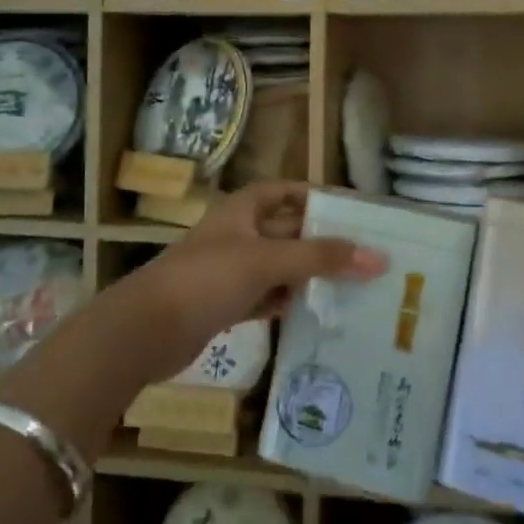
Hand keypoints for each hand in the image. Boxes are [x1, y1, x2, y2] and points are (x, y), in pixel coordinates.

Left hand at [117, 181, 384, 385]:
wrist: (145, 331)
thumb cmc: (207, 279)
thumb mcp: (267, 260)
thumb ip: (321, 257)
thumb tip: (378, 257)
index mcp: (241, 210)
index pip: (283, 191)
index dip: (313, 196)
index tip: (349, 210)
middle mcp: (236, 235)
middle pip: (285, 231)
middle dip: (319, 241)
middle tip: (363, 254)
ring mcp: (228, 271)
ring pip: (277, 267)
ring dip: (306, 275)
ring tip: (350, 285)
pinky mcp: (223, 305)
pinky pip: (264, 297)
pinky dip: (285, 302)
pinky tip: (314, 312)